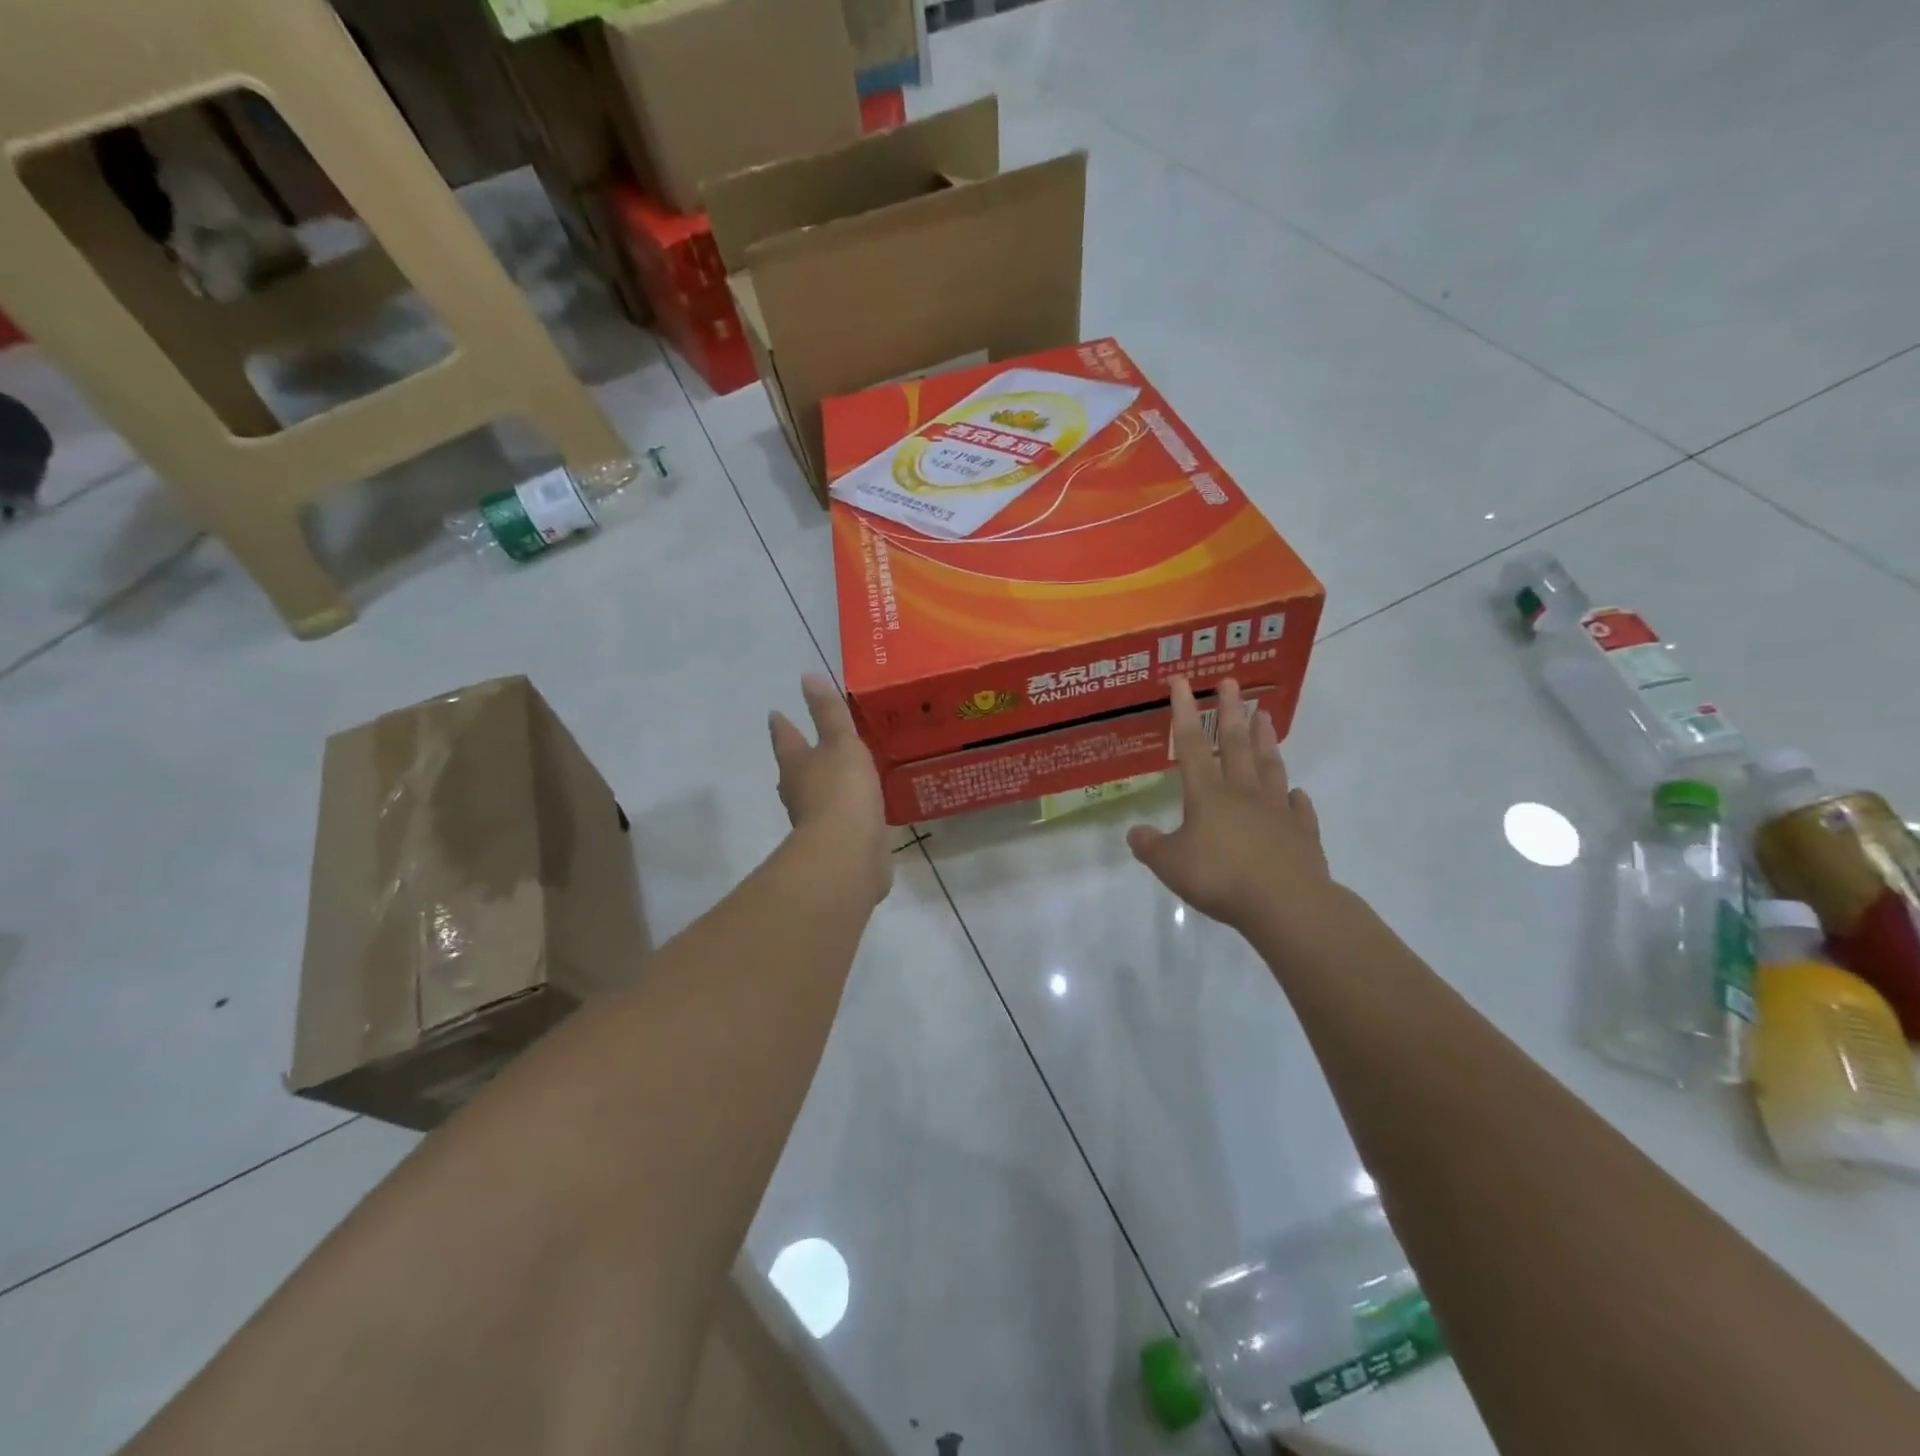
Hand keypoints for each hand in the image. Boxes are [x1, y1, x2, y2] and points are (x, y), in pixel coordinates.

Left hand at [769, 674, 891, 906]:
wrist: (847, 854)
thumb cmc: (842, 791)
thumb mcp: (841, 743)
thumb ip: (829, 713)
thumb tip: (807, 676)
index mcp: (797, 765)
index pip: (786, 739)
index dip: (783, 725)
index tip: (775, 713)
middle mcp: (799, 792)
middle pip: (794, 770)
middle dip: (797, 758)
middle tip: (801, 746)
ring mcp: (816, 821)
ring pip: (815, 796)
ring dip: (822, 785)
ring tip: (836, 774)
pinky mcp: (837, 843)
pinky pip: (840, 818)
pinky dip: (845, 810)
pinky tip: (859, 808)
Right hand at [1127, 678, 1333, 932]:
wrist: (1285, 904)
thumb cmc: (1220, 878)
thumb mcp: (1170, 865)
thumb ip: (1150, 847)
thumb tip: (1134, 833)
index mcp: (1207, 795)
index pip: (1190, 745)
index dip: (1183, 712)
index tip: (1182, 681)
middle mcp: (1242, 793)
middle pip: (1235, 744)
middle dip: (1230, 711)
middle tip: (1231, 682)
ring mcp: (1276, 810)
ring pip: (1270, 765)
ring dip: (1266, 739)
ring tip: (1265, 714)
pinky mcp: (1302, 833)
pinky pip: (1299, 809)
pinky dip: (1297, 798)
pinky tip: (1297, 792)